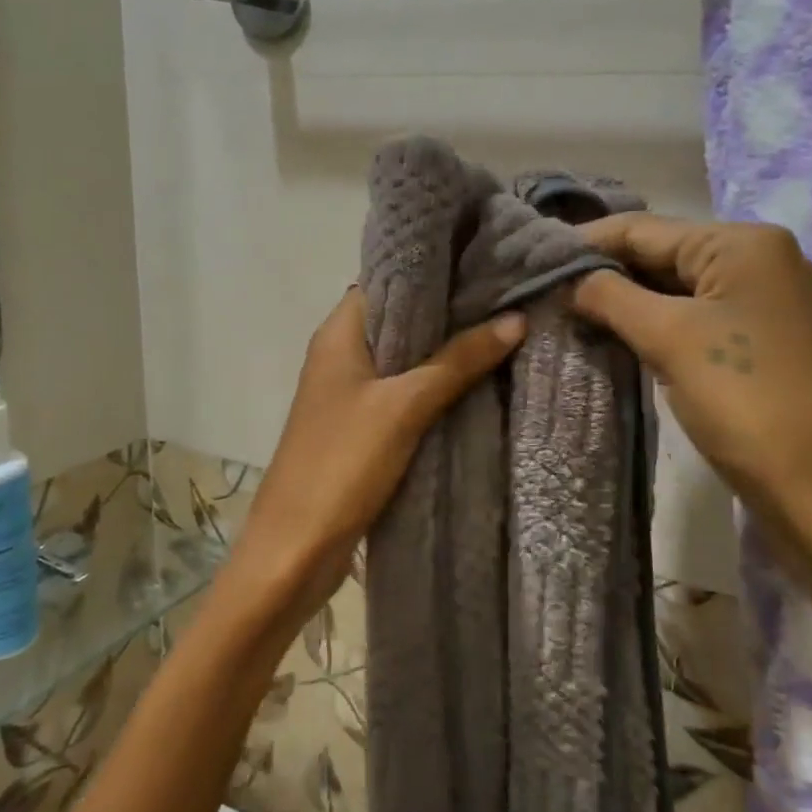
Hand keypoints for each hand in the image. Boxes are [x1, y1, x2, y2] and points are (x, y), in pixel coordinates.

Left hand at [238, 287, 526, 608]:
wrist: (295, 548)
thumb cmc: (341, 463)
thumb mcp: (404, 406)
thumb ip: (457, 361)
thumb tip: (515, 319)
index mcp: (338, 333)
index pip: (388, 279)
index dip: (435, 271)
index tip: (488, 263)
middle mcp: (341, 354)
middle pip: (401, 319)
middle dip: (451, 312)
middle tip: (510, 299)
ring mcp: (350, 394)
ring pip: (405, 359)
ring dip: (446, 352)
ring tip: (506, 333)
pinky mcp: (361, 429)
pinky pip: (404, 395)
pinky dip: (436, 388)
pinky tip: (479, 385)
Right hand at [570, 213, 811, 562]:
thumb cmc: (745, 400)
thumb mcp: (669, 338)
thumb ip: (611, 297)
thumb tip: (566, 279)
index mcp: (742, 243)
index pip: (644, 228)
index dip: (585, 241)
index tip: (531, 256)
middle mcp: (757, 260)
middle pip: (661, 254)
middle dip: (603, 272)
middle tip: (543, 289)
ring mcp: (761, 303)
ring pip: (673, 289)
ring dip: (623, 300)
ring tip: (565, 311)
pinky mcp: (757, 342)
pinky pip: (691, 318)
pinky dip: (650, 323)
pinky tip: (611, 335)